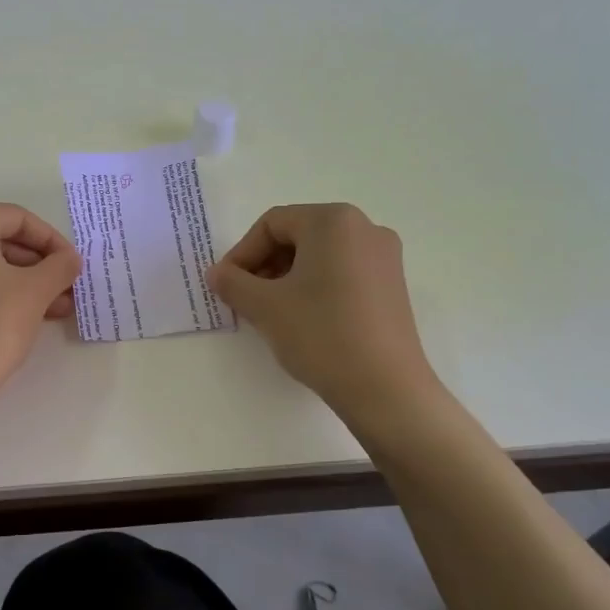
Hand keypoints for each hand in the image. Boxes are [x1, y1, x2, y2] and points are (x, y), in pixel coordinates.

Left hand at [0, 202, 81, 416]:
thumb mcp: (36, 291)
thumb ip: (60, 266)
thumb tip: (69, 259)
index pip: (18, 219)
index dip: (53, 242)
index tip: (74, 267)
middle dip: (36, 266)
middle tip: (65, 291)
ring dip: (17, 282)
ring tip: (51, 310)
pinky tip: (15, 317)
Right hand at [207, 203, 441, 417]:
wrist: (384, 388)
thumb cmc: (320, 334)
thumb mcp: (264, 306)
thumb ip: (232, 282)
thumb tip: (217, 273)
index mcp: (333, 221)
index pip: (272, 224)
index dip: (242, 253)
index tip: (227, 286)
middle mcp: (364, 228)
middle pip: (297, 235)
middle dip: (265, 264)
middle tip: (245, 298)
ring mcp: (384, 257)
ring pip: (319, 255)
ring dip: (287, 276)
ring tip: (271, 311)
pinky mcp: (392, 285)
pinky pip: (342, 272)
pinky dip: (315, 286)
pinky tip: (303, 318)